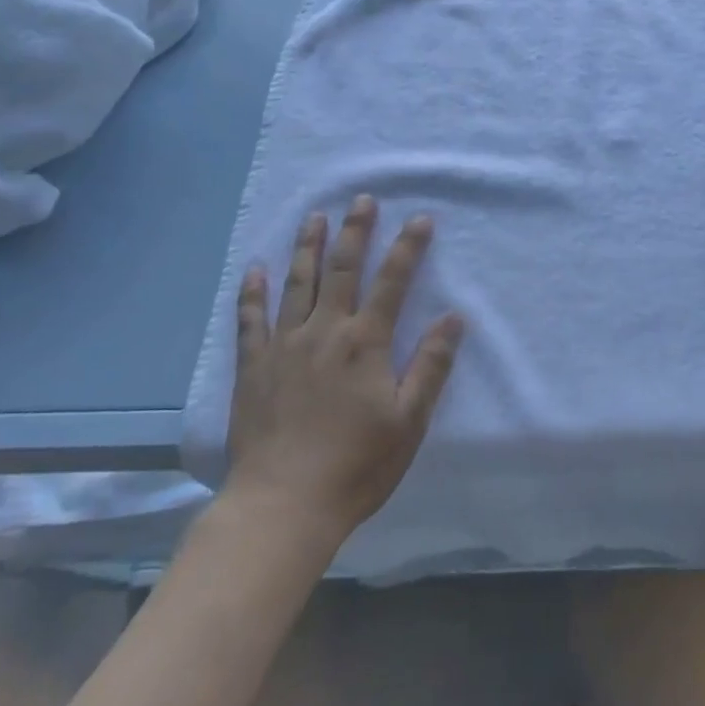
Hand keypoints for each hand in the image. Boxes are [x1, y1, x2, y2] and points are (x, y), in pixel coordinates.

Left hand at [226, 197, 465, 537]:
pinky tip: (254, 268)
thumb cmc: (356, 465)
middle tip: (361, 200)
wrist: (283, 506)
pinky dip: (252, 291)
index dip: (409, 247)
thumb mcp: (409, 420)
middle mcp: (325, 331)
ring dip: (308, 247)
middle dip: (355, 231)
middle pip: (342, 270)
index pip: (393, 281)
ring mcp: (284, 346)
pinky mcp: (253, 367)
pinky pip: (250, 319)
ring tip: (314, 217)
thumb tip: (454, 317)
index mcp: (365, 343)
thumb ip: (431, 365)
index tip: (420, 218)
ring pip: (297, 284)